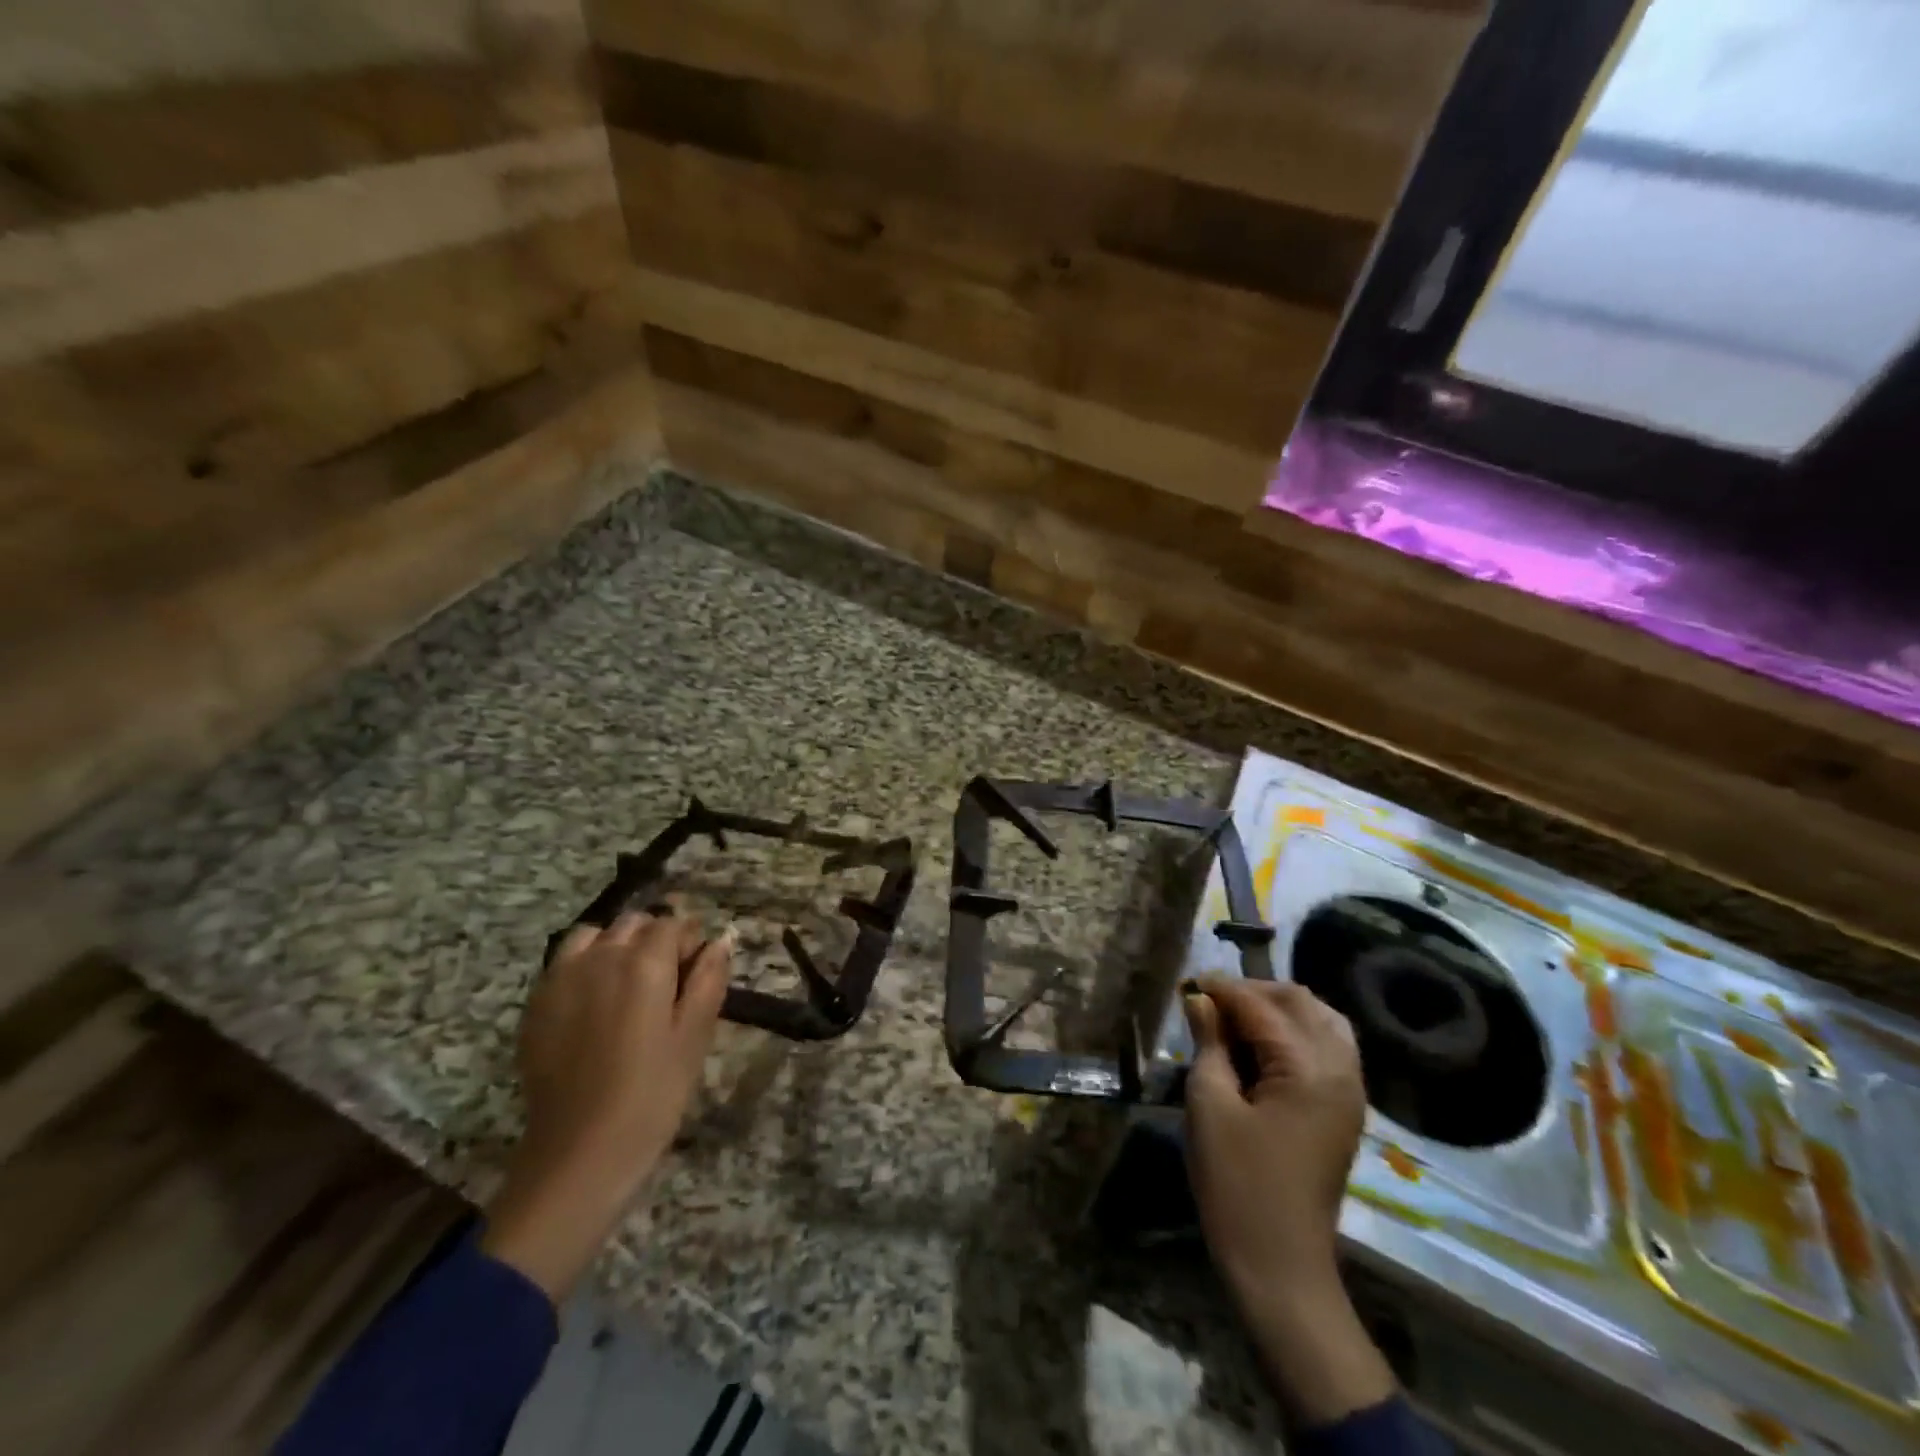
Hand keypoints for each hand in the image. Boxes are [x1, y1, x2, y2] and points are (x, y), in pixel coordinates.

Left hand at [482, 911, 732, 1300]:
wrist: (579, 1153)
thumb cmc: (652, 1095)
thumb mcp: (695, 1037)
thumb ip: (709, 980)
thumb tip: (720, 940)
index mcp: (645, 963)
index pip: (673, 924)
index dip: (690, 943)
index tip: (695, 973)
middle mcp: (601, 958)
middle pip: (633, 923)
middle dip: (654, 939)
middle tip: (666, 982)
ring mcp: (561, 978)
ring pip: (594, 935)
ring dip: (615, 946)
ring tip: (626, 985)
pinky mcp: (537, 1004)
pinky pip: (563, 962)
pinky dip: (583, 966)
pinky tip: (592, 1004)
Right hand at [1184, 977, 1393, 1424]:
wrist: (1280, 1265)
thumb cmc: (1236, 1183)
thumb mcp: (1209, 1104)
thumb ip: (1209, 1042)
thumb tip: (1200, 999)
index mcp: (1308, 1069)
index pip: (1262, 1006)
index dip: (1222, 989)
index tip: (1188, 982)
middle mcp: (1341, 1071)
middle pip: (1302, 1003)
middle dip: (1254, 992)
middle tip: (1210, 1002)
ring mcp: (1350, 1092)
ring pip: (1322, 1021)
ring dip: (1279, 1009)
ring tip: (1235, 1019)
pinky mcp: (1345, 1110)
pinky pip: (1328, 1048)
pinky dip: (1296, 1032)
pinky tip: (1262, 1046)